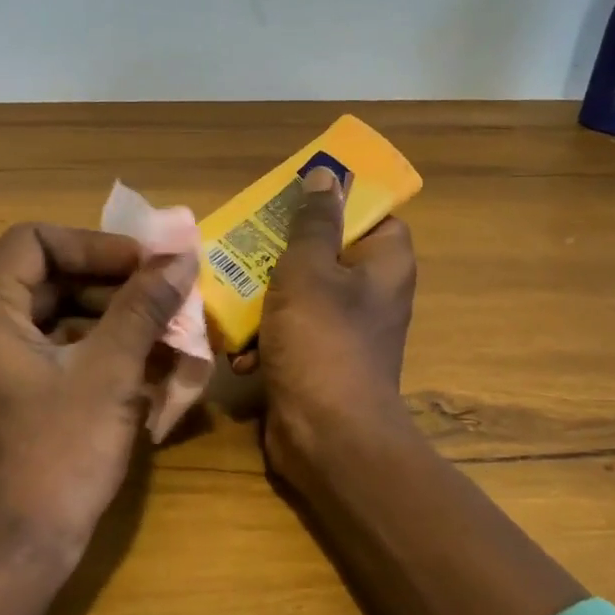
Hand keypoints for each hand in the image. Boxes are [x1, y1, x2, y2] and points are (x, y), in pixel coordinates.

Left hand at [0, 223, 198, 572]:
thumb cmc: (55, 457)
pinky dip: (87, 352)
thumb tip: (180, 257)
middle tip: (164, 299)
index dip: (98, 246)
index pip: (37, 241)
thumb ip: (143, 306)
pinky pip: (41, 353)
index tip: (149, 266)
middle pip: (43, 278)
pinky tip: (136, 368)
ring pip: (47, 317)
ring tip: (162, 334)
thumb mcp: (109, 373)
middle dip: (110, 286)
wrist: (5, 561)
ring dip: (106, 320)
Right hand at [247, 167, 418, 485]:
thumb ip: (314, 221)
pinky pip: (291, 334)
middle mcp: (372, 294)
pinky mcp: (321, 363)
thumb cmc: (321, 341)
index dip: (335, 203)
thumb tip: (328, 175)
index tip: (292, 199)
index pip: (370, 215)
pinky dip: (266, 340)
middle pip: (326, 253)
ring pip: (301, 294)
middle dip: (281, 252)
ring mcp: (346, 332)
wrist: (327, 438)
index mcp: (385, 264)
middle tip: (246, 243)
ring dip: (263, 299)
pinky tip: (240, 351)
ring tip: (229, 296)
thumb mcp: (309, 269)